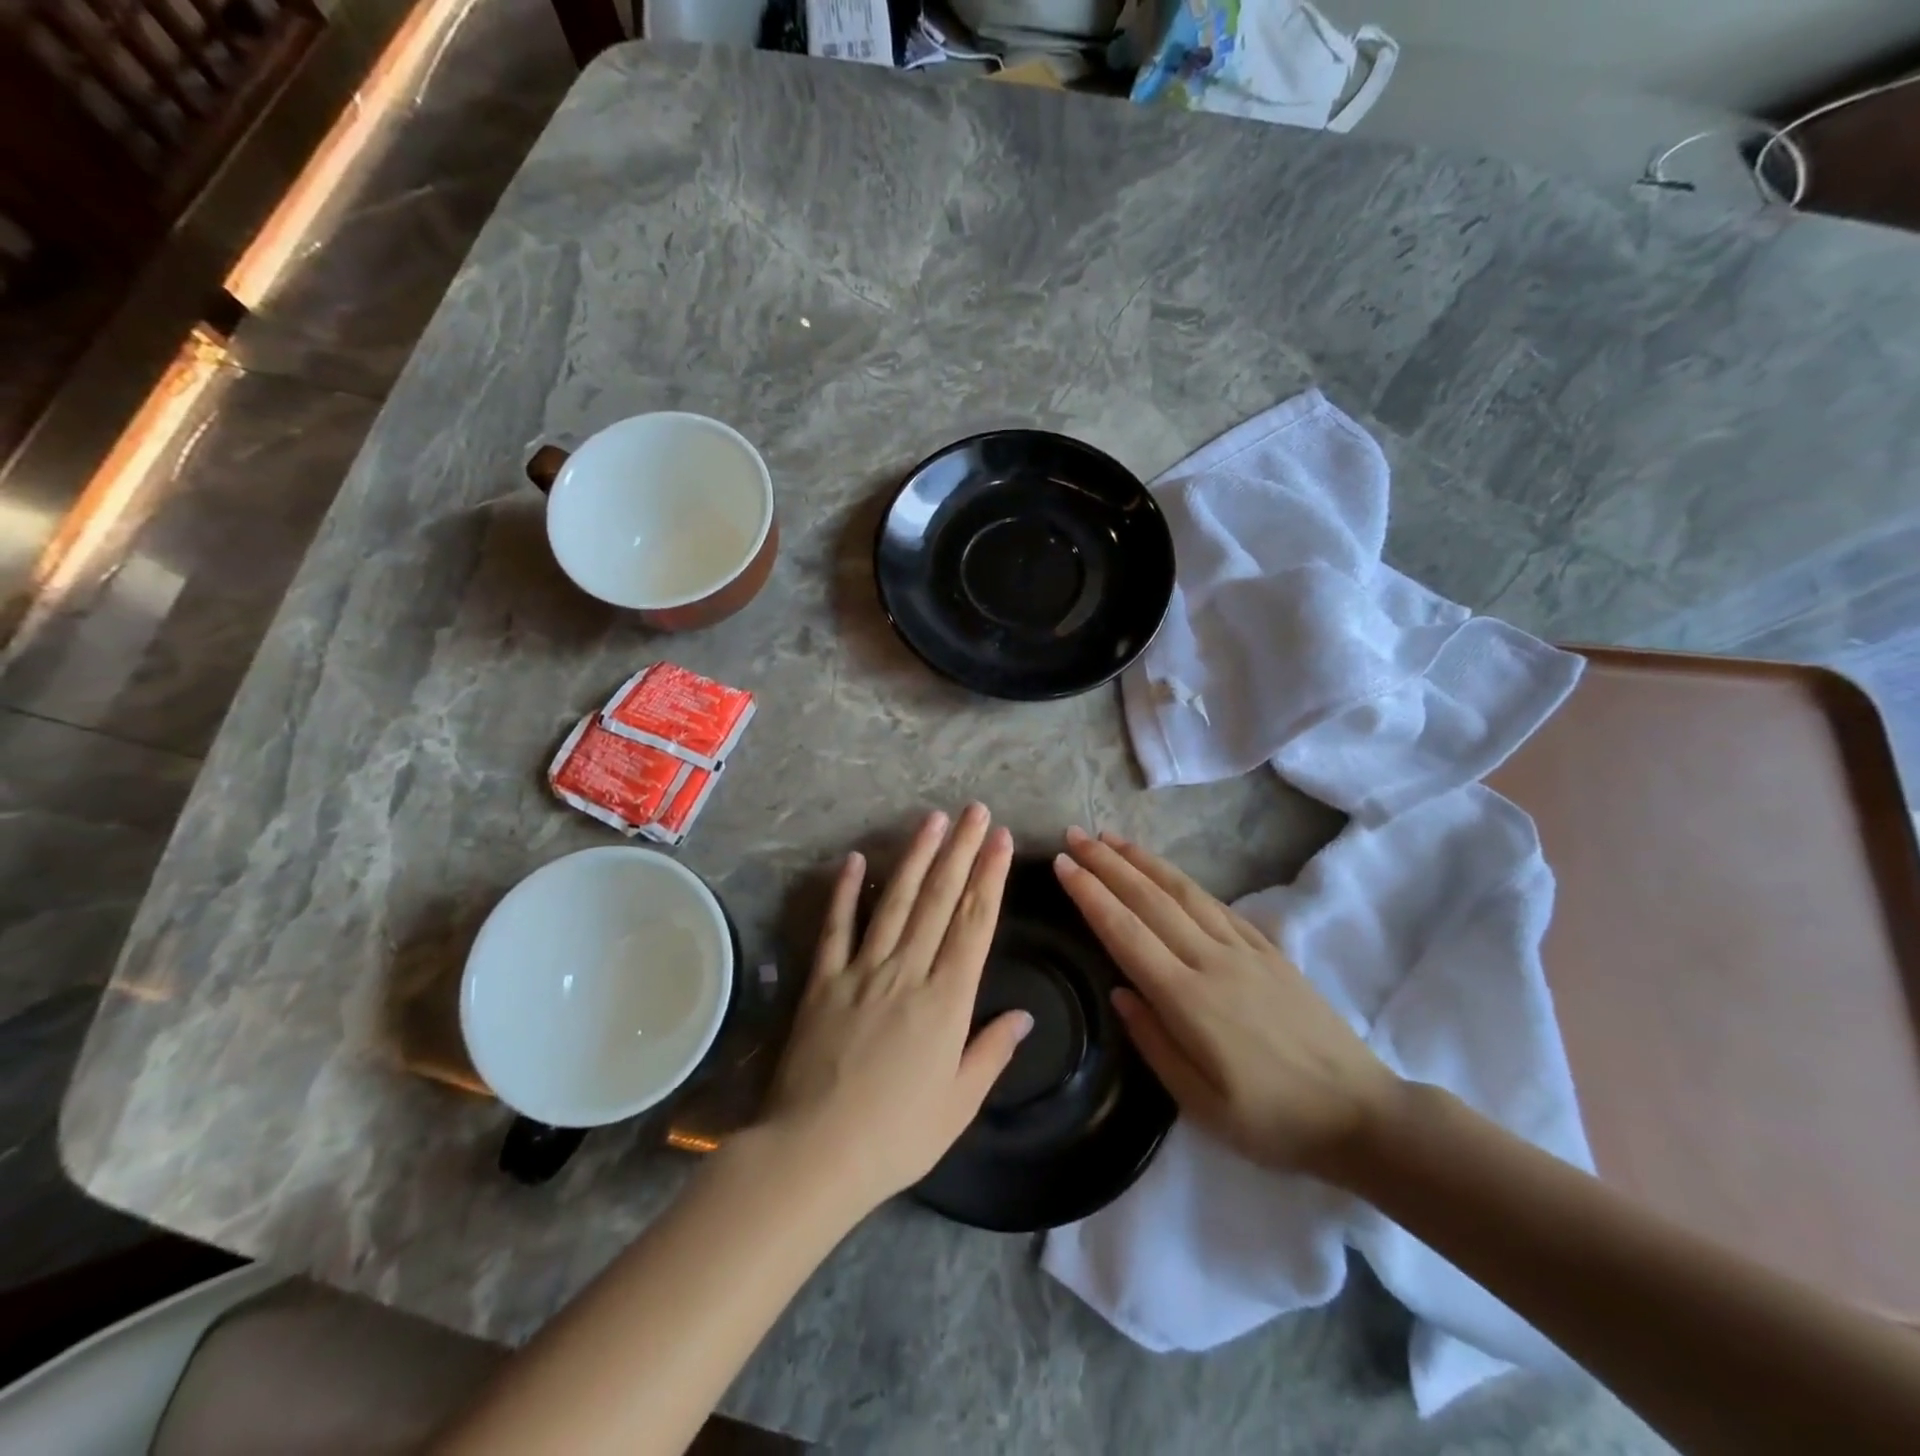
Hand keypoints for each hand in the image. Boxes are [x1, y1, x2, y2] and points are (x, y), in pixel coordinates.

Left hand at [762, 805, 1032, 1214]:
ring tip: (932, 820)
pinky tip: (854, 859)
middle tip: (976, 811)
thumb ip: (991, 1052)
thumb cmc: (897, 1136)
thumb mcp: (958, 1104)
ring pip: (894, 902)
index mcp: (946, 1000)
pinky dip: (844, 892)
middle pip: (939, 900)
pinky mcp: (823, 980)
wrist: (814, 1153)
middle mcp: (907, 971)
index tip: (1002, 840)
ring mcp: (861, 971)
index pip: (974, 924)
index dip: (990, 877)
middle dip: (961, 851)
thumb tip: (1023, 1016)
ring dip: (915, 857)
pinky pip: (836, 928)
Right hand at [1054, 828, 1398, 1178]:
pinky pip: (1217, 904)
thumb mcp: (1201, 1103)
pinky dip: (1184, 881)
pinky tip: (1168, 872)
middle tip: (1075, 835)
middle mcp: (1212, 961)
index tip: (1064, 864)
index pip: (1126, 933)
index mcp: (1188, 999)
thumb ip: (1154, 1042)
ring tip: (1112, 839)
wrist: (1360, 1113)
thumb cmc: (1271, 1120)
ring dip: (1143, 861)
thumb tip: (1119, 991)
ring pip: (1183, 892)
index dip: (1091, 895)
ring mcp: (1244, 950)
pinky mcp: (1269, 950)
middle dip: (1107, 864)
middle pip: (1149, 900)